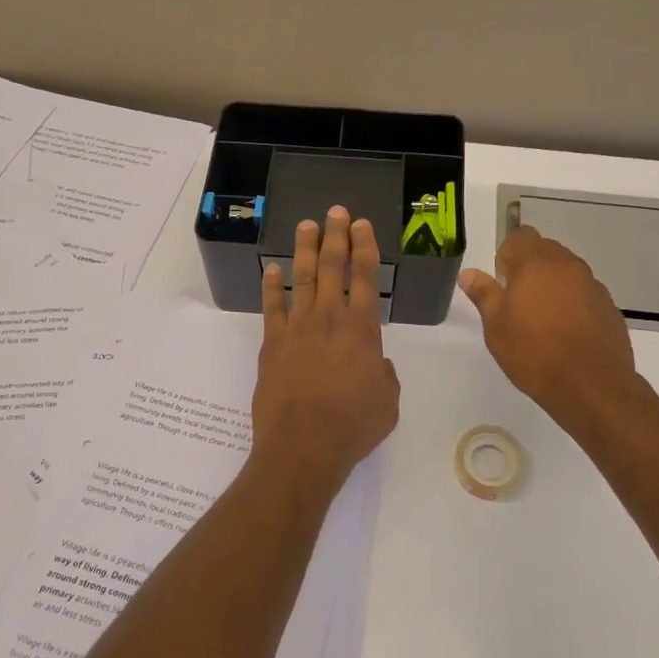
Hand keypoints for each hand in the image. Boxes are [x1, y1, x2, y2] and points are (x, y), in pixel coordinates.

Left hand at [253, 206, 400, 495]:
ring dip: (306, 250)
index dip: (364, 248)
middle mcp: (329, 318)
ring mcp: (297, 328)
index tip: (362, 225)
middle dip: (336, 236)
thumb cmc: (353, 426)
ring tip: (306, 226)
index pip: (364, 277)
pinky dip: (271, 286)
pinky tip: (270, 269)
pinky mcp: (272, 343)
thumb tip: (376, 364)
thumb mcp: (387, 402)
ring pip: (302, 279)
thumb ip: (384, 376)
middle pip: (333, 267)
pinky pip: (272, 307)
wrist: (303, 445)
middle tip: (335, 212)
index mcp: (362, 329)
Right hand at [459, 225, 645, 435]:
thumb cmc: (533, 351)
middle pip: (546, 251)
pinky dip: (573, 305)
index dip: (508, 254)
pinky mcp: (610, 308)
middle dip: (530, 268)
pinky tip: (566, 335)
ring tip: (542, 321)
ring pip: (567, 273)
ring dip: (553, 286)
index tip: (502, 282)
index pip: (521, 236)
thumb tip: (468, 273)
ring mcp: (593, 286)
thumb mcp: (496, 324)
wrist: (590, 386)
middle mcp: (569, 265)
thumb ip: (483, 293)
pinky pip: (584, 295)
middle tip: (518, 302)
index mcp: (538, 262)